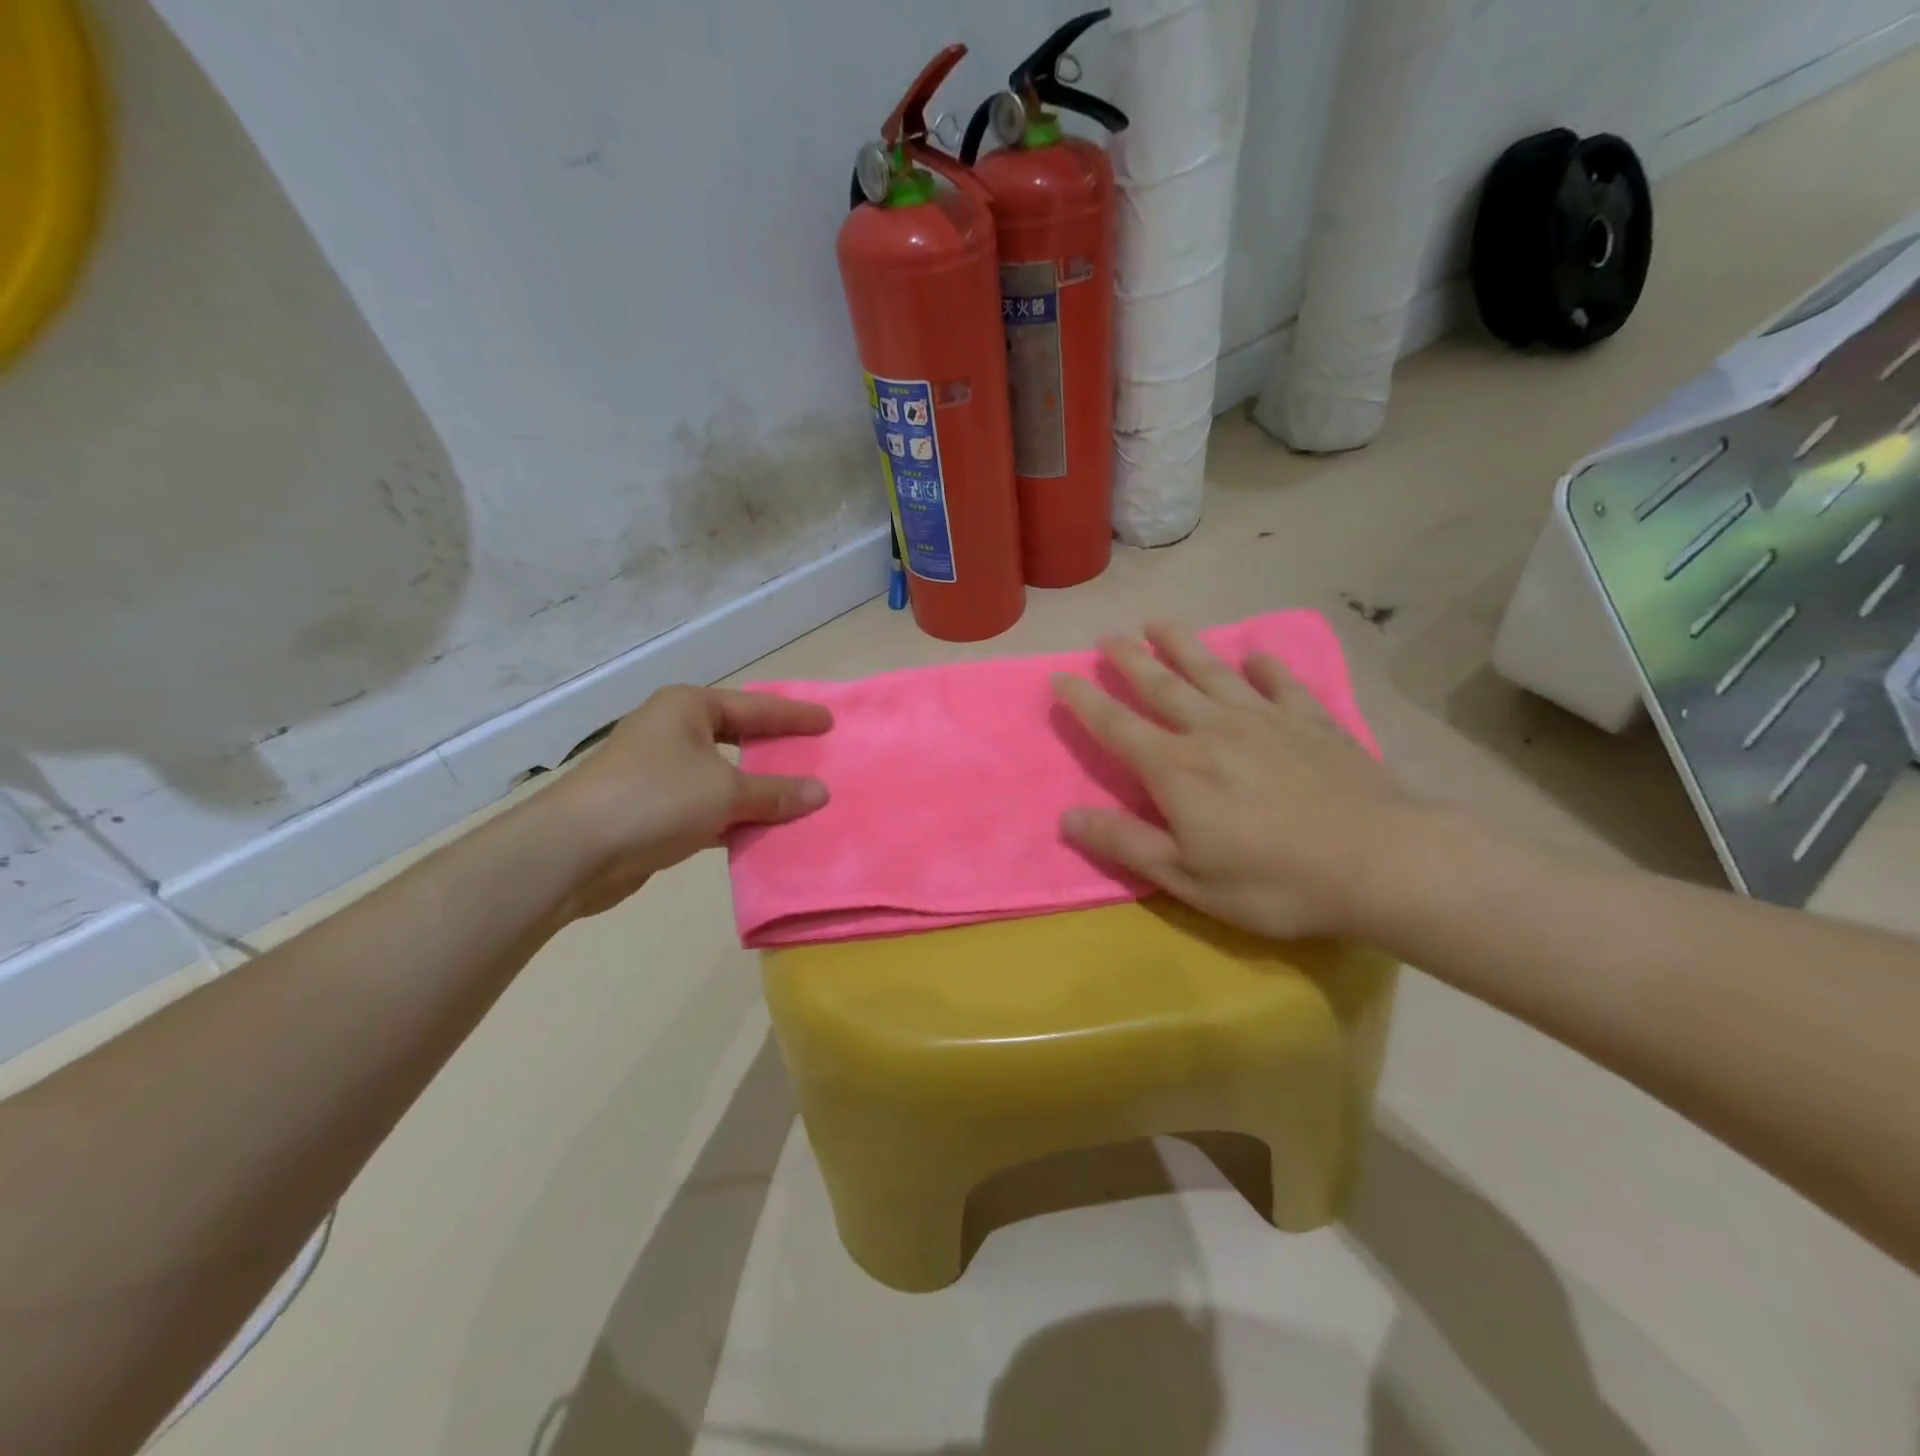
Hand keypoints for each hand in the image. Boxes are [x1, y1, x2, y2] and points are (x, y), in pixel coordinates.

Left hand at [547, 685, 831, 916]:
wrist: (573, 851)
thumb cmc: (655, 799)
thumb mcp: (726, 792)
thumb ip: (776, 792)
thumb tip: (821, 793)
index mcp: (688, 709)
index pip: (756, 707)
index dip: (794, 716)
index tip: (829, 722)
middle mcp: (673, 732)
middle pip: (739, 738)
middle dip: (775, 752)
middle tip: (815, 757)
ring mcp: (659, 772)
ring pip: (723, 777)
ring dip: (757, 791)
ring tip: (800, 798)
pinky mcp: (653, 810)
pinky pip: (707, 808)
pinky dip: (734, 818)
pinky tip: (763, 832)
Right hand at [1051, 622, 1418, 940]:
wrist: (1382, 862)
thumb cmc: (1276, 881)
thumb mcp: (1189, 878)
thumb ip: (1126, 843)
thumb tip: (1067, 817)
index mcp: (1177, 769)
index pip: (1116, 726)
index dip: (1084, 701)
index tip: (1059, 677)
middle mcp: (1213, 731)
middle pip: (1161, 686)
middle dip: (1129, 660)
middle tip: (1106, 636)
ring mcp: (1265, 720)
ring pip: (1213, 672)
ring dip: (1182, 644)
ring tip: (1159, 622)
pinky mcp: (1312, 722)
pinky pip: (1282, 684)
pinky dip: (1266, 667)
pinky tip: (1257, 656)